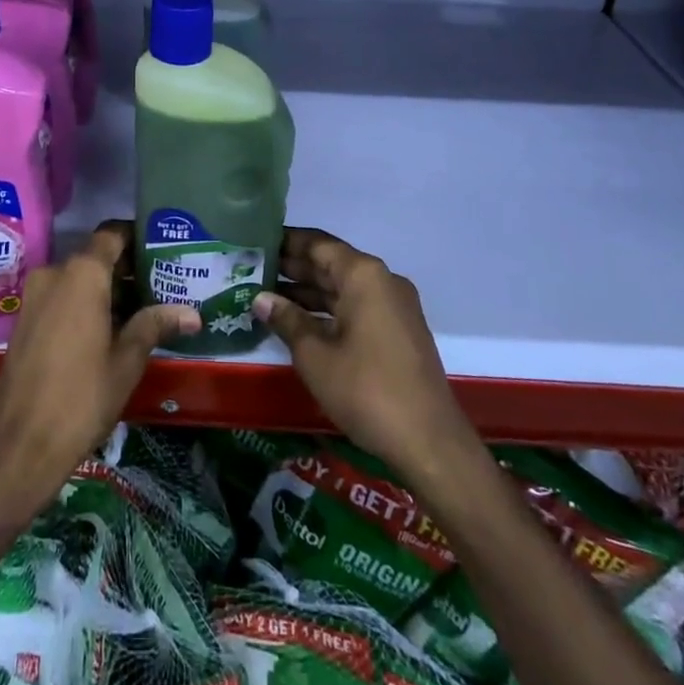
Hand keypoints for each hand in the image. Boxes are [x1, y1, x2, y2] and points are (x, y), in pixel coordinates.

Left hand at [0, 222, 199, 515]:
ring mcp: (34, 296)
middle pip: (95, 257)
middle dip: (126, 270)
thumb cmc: (81, 397)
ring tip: (141, 312)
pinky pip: (60, 297)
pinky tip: (108, 331)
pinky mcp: (24, 320)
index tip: (161, 250)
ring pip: (77, 279)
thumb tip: (192, 313)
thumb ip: (155, 325)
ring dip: (105, 290)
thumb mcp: (127, 360)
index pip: (112, 234)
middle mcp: (54, 273)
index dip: (136, 237)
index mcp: (82, 274)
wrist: (19, 446)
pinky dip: (83, 304)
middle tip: (161, 287)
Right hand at [253, 228, 470, 484]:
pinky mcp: (399, 332)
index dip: (286, 241)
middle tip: (253, 270)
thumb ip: (286, 320)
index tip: (256, 242)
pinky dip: (329, 309)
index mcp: (363, 275)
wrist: (429, 443)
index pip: (317, 243)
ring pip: (344, 287)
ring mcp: (394, 307)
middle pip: (331, 263)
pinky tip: (300, 321)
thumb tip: (261, 298)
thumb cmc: (366, 390)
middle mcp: (382, 281)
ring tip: (268, 296)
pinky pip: (357, 307)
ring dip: (309, 291)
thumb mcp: (315, 355)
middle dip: (294, 267)